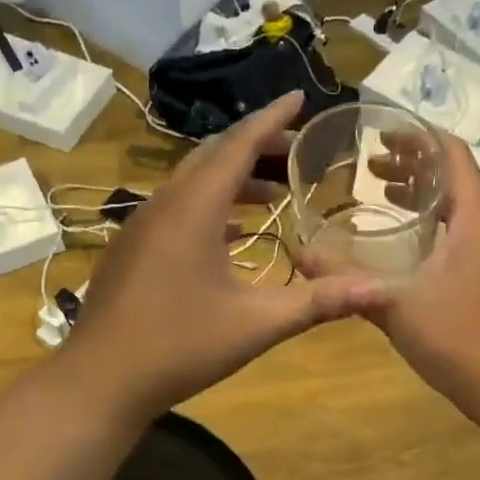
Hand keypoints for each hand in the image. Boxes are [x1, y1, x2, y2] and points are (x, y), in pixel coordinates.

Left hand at [62, 92, 388, 419]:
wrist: (100, 381)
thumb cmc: (180, 346)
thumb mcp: (257, 324)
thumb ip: (318, 302)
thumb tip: (380, 290)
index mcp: (194, 209)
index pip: (238, 145)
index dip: (272, 118)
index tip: (300, 97)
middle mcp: (164, 205)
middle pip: (214, 157)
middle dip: (258, 146)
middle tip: (298, 149)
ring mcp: (142, 226)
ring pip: (194, 183)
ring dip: (235, 179)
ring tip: (276, 193)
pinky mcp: (133, 249)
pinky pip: (178, 209)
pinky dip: (212, 207)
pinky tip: (235, 232)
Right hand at [351, 129, 479, 407]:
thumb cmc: (460, 336)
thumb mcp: (395, 304)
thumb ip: (346, 278)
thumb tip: (300, 254)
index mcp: (474, 219)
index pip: (452, 154)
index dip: (419, 136)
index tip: (381, 132)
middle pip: (452, 178)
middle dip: (411, 165)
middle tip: (368, 164)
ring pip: (454, 209)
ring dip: (419, 195)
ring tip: (376, 192)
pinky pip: (456, 234)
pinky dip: (427, 225)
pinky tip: (397, 244)